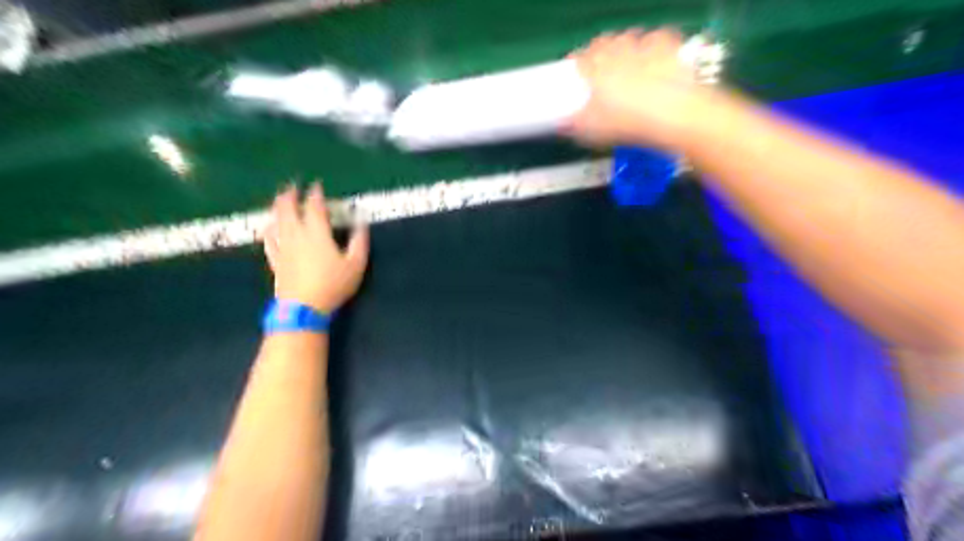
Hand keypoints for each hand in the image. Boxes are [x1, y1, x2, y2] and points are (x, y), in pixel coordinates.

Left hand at [262, 184, 370, 314]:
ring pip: (277, 221)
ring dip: (278, 207)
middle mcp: (296, 235)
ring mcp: (283, 247)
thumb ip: (359, 241)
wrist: (304, 307)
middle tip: (292, 185)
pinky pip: (269, 239)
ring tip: (279, 199)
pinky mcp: (275, 260)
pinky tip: (269, 227)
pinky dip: (269, 229)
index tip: (316, 185)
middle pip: (288, 209)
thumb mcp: (356, 264)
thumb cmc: (333, 285)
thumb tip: (361, 222)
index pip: (314, 207)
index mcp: (317, 233)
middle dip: (290, 195)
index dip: (315, 194)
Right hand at [566, 27, 705, 151]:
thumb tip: (563, 125)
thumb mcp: (592, 131)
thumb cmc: (627, 123)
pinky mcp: (668, 49)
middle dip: (599, 50)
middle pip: (603, 42)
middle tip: (599, 64)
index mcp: (595, 70)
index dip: (577, 63)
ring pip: (628, 36)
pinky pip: (658, 37)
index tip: (576, 69)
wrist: (671, 115)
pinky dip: (653, 44)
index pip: (580, 59)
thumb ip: (574, 124)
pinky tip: (653, 53)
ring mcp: (643, 48)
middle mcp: (617, 53)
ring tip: (625, 59)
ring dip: (624, 44)